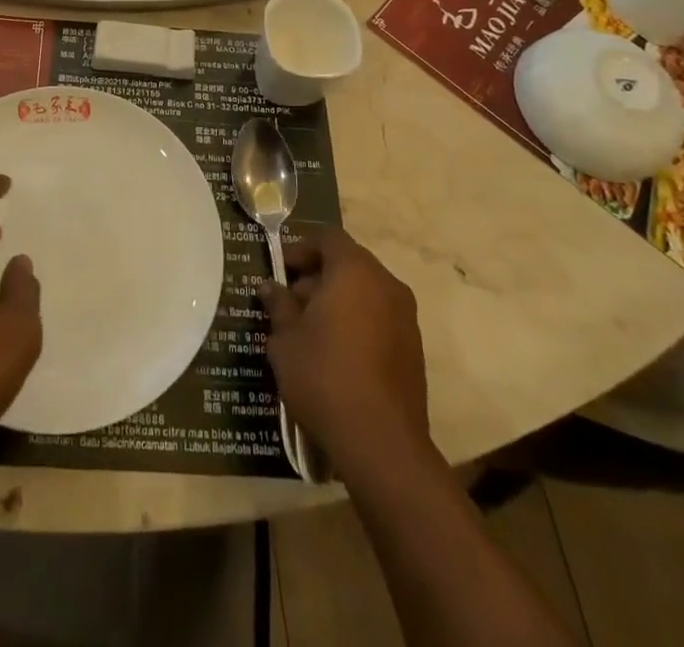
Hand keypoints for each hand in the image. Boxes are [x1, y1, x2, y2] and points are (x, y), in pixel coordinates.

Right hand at [260, 227, 431, 480]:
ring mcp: (405, 317)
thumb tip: (269, 287)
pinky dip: (357, 323)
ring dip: (337, 301)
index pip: (327, 238)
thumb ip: (278, 305)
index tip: (281, 271)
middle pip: (348, 263)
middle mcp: (386, 284)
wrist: (382, 444)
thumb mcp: (286, 339)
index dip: (301, 248)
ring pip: (365, 292)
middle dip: (317, 277)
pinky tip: (335, 354)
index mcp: (355, 270)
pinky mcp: (413, 349)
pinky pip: (379, 318)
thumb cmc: (324, 376)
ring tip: (309, 332)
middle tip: (290, 304)